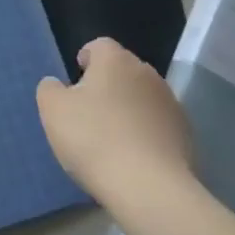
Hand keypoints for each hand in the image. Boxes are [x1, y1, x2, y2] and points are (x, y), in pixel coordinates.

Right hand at [36, 38, 192, 209]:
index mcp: (115, 60)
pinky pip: (157, 125)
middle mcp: (147, 73)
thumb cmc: (94, 139)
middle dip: (107, 86)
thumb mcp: (53, 111)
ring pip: (142, 97)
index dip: (85, 61)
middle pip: (122, 71)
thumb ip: (50, 89)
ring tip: (111, 140)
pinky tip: (133, 158)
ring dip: (128, 110)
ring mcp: (171, 103)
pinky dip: (145, 133)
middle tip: (88, 114)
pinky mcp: (185, 133)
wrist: (149, 188)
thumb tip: (57, 84)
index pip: (99, 46)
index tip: (74, 84)